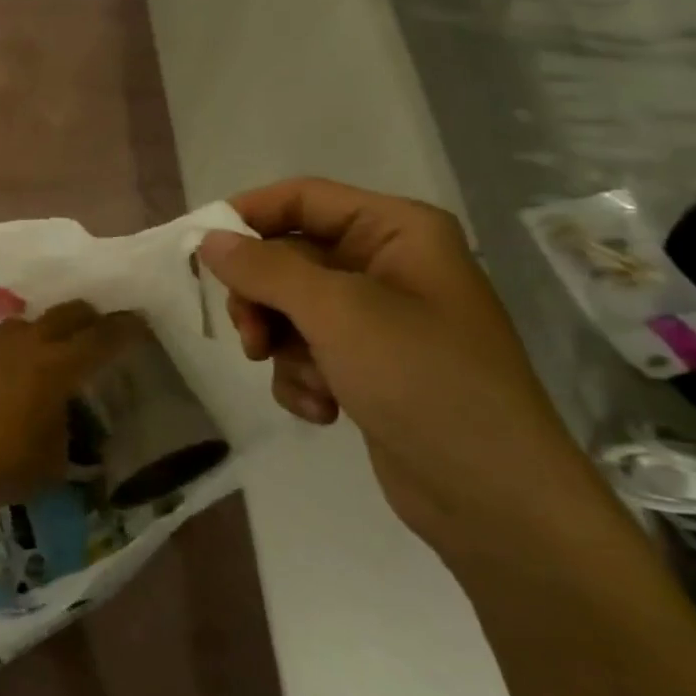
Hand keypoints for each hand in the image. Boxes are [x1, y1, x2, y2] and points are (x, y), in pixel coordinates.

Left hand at [0, 301, 140, 528]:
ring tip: (47, 357)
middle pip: (69, 313)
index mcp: (59, 366)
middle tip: (99, 334)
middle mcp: (27, 342)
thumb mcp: (50, 466)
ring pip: (29, 323)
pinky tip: (1, 377)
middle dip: (90, 318)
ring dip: (46, 333)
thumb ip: (66, 439)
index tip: (140, 325)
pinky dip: (9, 351)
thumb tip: (65, 430)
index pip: (104, 337)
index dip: (126, 329)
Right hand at [196, 178, 609, 551]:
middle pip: (287, 258)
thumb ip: (265, 269)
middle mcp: (385, 265)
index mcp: (396, 231)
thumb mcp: (338, 313)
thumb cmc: (424, 380)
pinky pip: (306, 352)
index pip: (302, 198)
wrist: (494, 497)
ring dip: (282, 348)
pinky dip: (302, 378)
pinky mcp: (367, 366)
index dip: (248, 216)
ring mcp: (377, 319)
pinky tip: (323, 410)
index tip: (201, 250)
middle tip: (249, 336)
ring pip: (288, 309)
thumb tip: (208, 240)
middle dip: (262, 301)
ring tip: (306, 383)